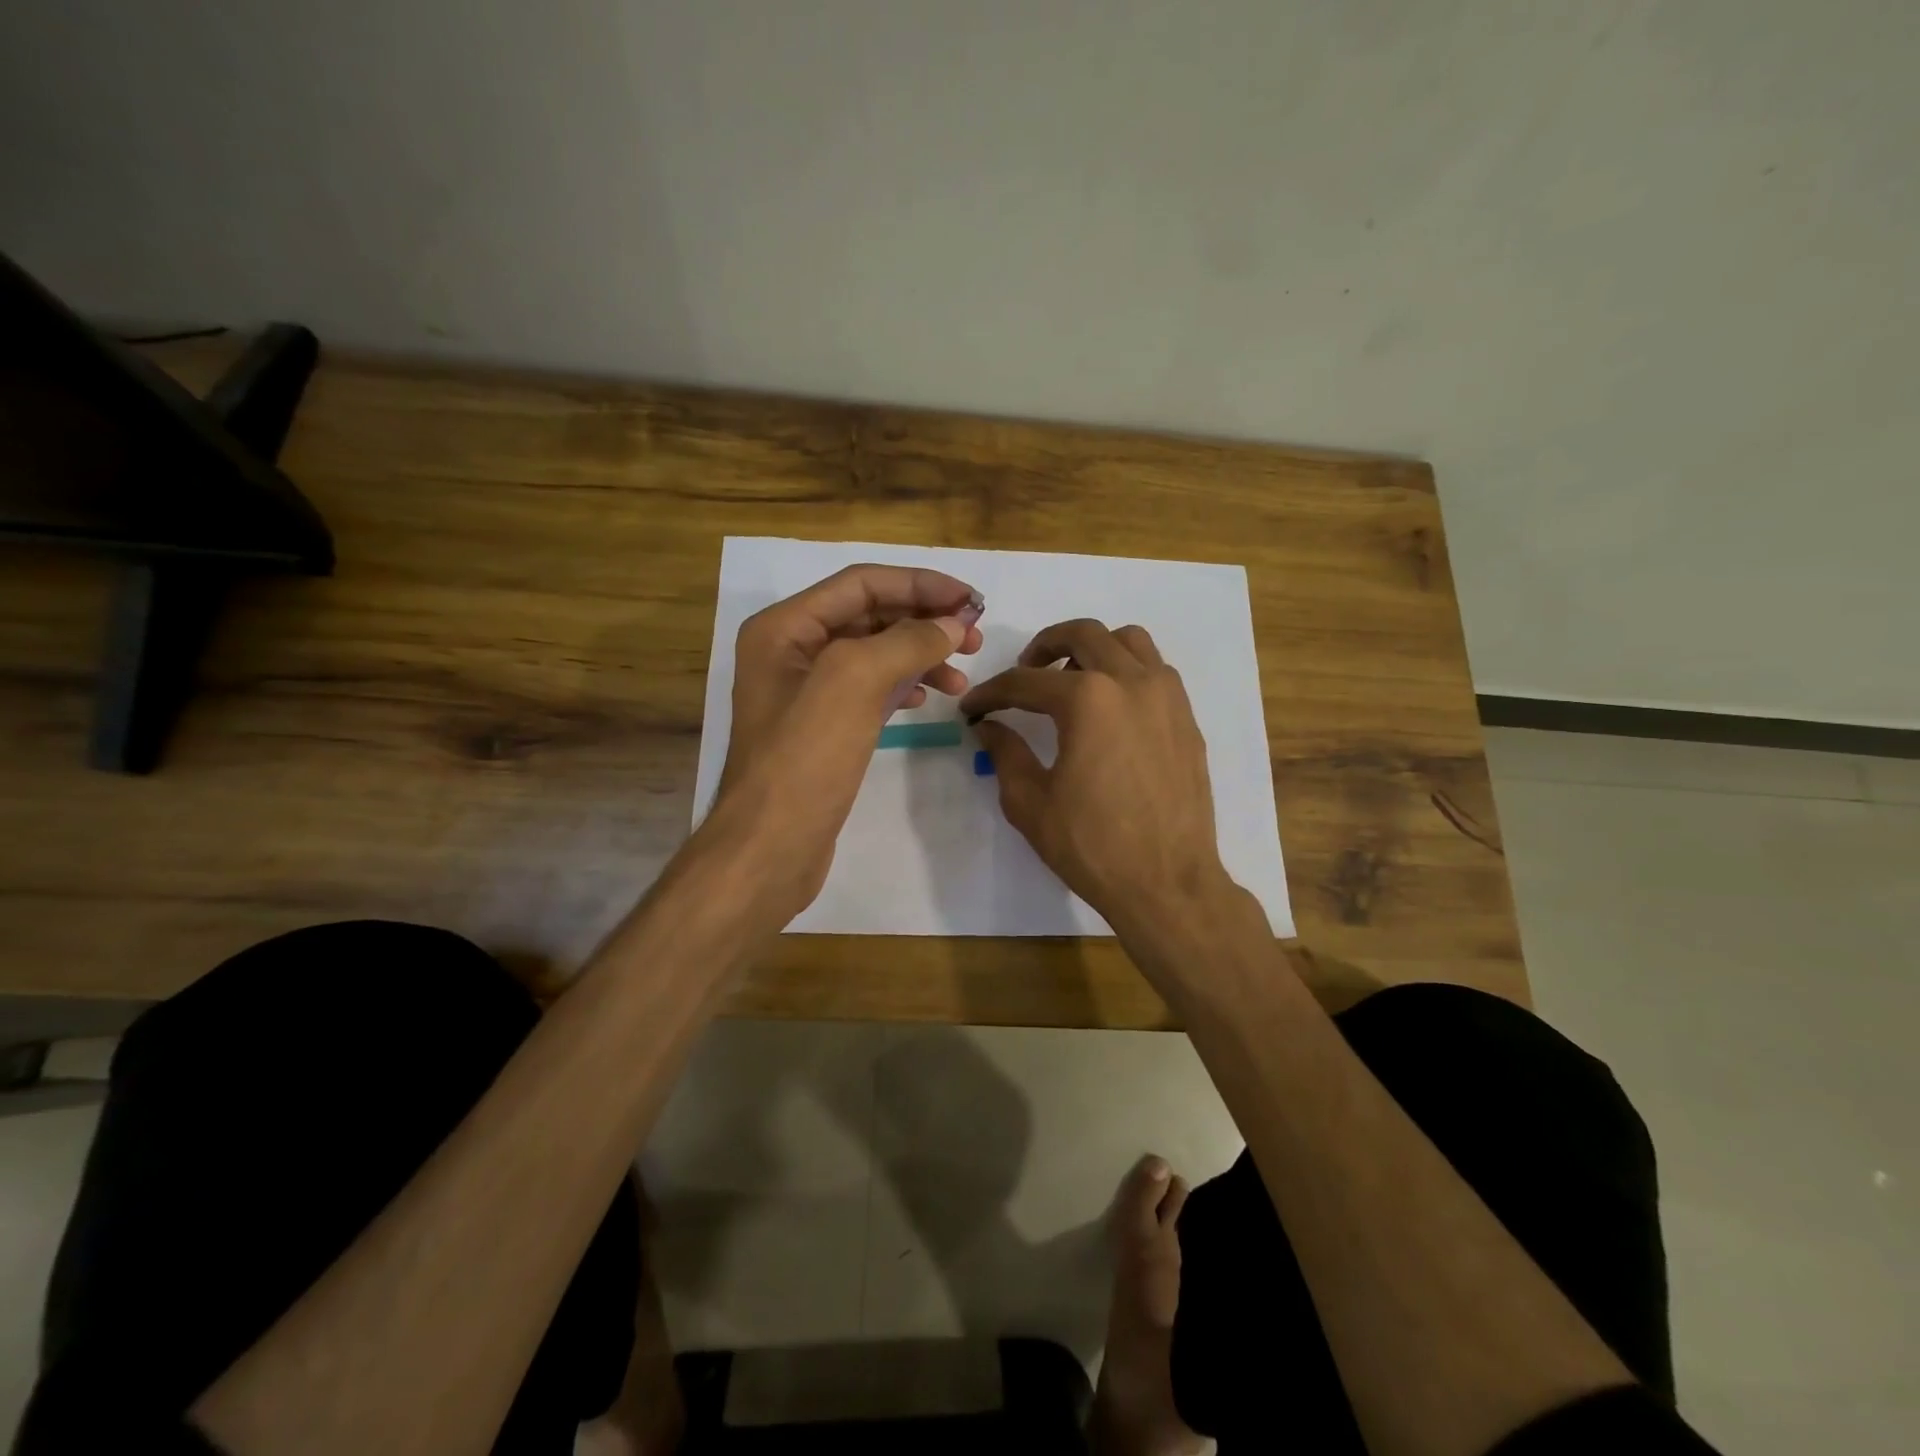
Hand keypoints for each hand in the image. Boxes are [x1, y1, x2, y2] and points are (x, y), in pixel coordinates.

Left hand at [712, 565, 982, 920]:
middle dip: (924, 620)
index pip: (862, 584)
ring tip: (962, 677)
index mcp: (785, 627)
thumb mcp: (854, 683)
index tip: (971, 599)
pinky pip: (870, 690)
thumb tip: (953, 623)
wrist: (772, 847)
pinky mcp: (824, 727)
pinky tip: (928, 699)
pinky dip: (903, 686)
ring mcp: (806, 692)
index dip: (920, 584)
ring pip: (875, 655)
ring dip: (920, 656)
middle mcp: (792, 651)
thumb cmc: (806, 759)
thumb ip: (906, 641)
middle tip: (975, 637)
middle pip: (869, 616)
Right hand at [960, 620, 1230, 938]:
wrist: (1167, 883)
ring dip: (1094, 648)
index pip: (1025, 682)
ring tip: (1073, 680)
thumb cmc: (1091, 845)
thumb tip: (988, 727)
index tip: (972, 709)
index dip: (991, 694)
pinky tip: (1111, 708)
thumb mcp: (1030, 802)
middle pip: (1083, 634)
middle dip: (1043, 647)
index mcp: (1087, 699)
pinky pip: (1156, 670)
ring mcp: (1167, 697)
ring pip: (1129, 641)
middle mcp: (1131, 682)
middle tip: (1024, 673)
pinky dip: (1127, 670)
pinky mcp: (1187, 718)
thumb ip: (1005, 753)